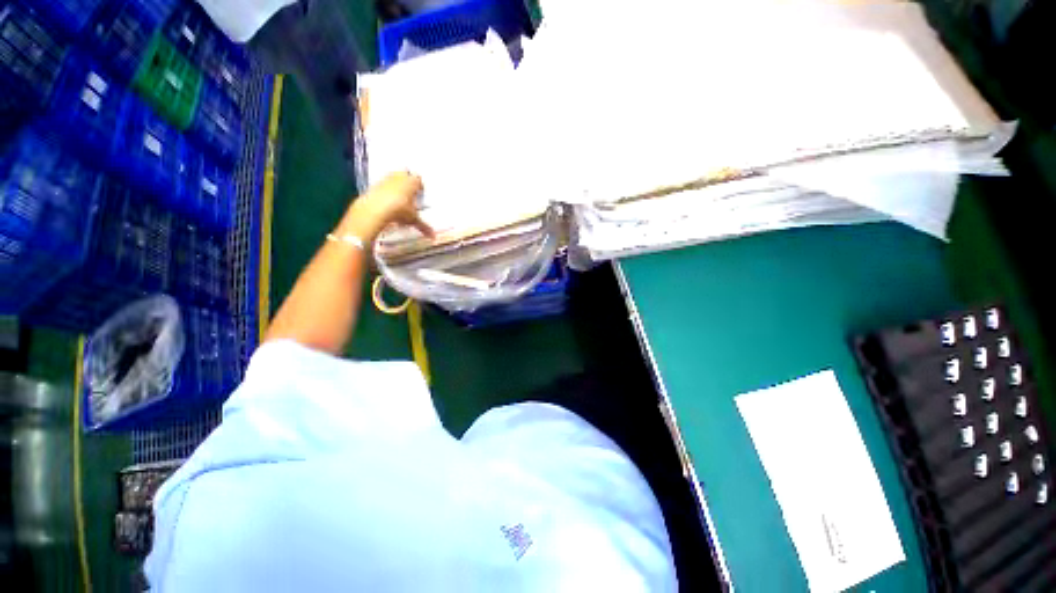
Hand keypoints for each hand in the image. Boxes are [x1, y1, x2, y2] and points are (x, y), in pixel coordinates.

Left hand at [341, 172, 433, 242]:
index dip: (420, 186)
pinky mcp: (375, 183)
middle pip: (406, 174)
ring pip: (394, 177)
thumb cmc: (400, 210)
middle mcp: (400, 177)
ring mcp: (386, 179)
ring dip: (396, 184)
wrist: (375, 208)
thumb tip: (433, 236)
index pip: (419, 180)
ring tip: (398, 197)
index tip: (420, 193)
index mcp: (412, 182)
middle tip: (410, 193)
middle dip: (407, 181)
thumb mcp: (413, 219)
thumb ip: (423, 226)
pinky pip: (383, 184)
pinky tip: (387, 201)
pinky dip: (386, 190)